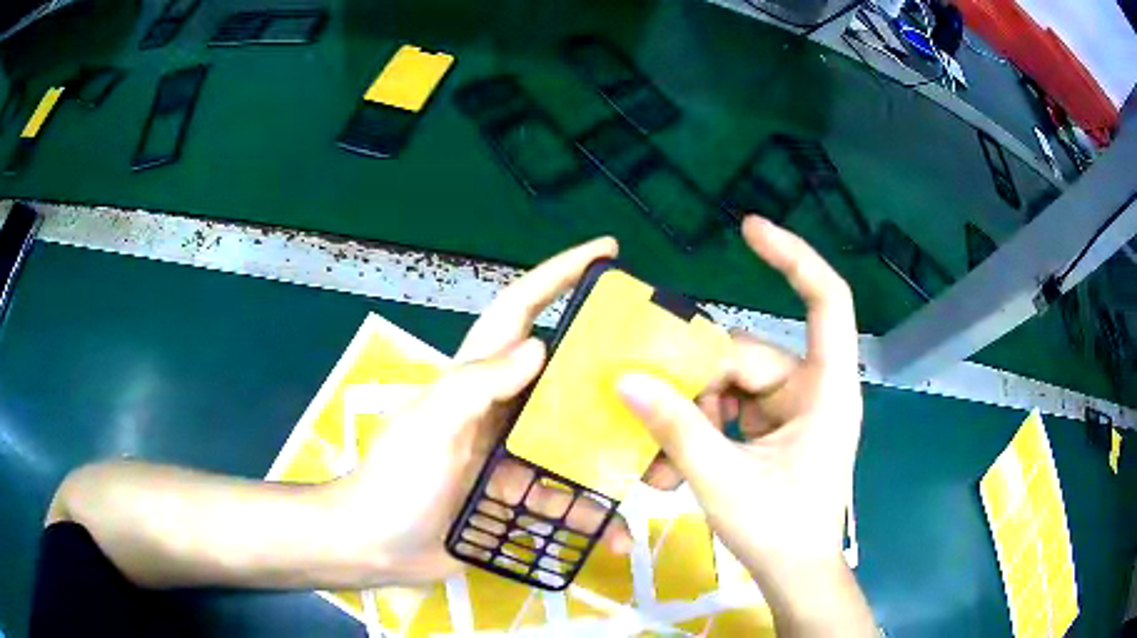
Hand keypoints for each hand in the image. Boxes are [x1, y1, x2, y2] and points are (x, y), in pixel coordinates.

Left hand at [325, 237, 633, 585]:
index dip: (560, 274)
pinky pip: (564, 501)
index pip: (521, 309)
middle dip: (611, 371)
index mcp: (478, 379)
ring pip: (575, 444)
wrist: (376, 547)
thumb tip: (541, 346)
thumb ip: (475, 384)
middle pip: (566, 377)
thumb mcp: (429, 426)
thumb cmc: (394, 481)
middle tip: (663, 373)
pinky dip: (589, 517)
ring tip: (658, 470)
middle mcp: (502, 409)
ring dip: (613, 457)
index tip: (607, 251)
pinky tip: (616, 535)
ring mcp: (512, 456)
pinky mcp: (517, 497)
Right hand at [617, 217, 872, 631]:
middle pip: (749, 358)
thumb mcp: (723, 479)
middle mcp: (812, 390)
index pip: (826, 301)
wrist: (795, 576)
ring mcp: (792, 411)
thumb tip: (625, 380)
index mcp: (827, 390)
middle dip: (696, 385)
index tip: (748, 229)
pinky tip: (672, 466)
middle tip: (649, 413)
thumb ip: (676, 428)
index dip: (793, 257)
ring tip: (658, 461)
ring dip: (692, 416)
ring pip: (731, 387)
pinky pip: (729, 412)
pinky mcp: (774, 431)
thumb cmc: (779, 531)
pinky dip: (701, 431)